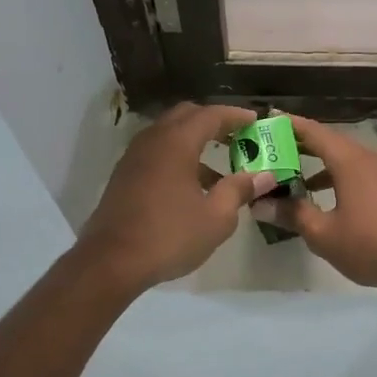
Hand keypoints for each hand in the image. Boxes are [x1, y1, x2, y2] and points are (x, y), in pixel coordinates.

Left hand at [77, 103, 270, 291]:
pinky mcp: (125, 174)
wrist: (111, 262)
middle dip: (214, 121)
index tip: (256, 121)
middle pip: (187, 115)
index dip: (236, 116)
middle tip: (238, 137)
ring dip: (195, 140)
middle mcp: (153, 139)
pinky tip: (193, 185)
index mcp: (177, 142)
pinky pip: (157, 152)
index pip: (211, 115)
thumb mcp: (216, 217)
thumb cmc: (169, 236)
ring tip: (221, 165)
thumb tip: (265, 175)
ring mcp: (135, 156)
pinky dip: (178, 156)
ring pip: (169, 134)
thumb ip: (240, 190)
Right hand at [255, 116, 376, 292]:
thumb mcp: (324, 234)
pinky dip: (338, 176)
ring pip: (346, 158)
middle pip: (330, 142)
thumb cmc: (372, 245)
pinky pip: (360, 172)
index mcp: (350, 160)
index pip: (314, 132)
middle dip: (301, 144)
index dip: (289, 125)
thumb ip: (293, 215)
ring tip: (294, 174)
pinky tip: (327, 197)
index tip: (267, 119)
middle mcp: (369, 158)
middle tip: (272, 148)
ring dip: (320, 164)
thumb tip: (261, 204)